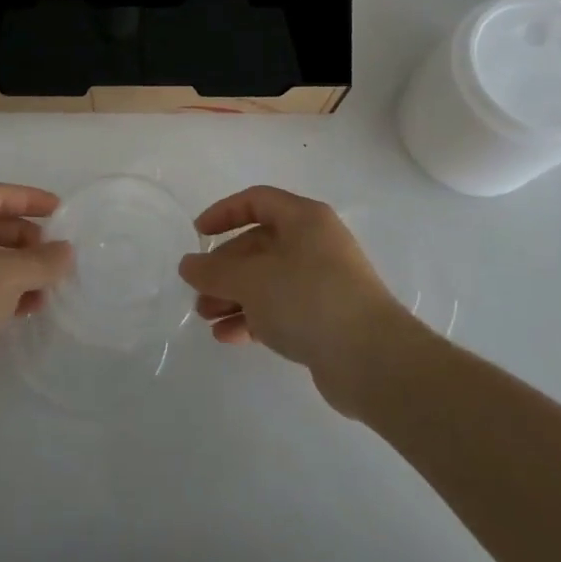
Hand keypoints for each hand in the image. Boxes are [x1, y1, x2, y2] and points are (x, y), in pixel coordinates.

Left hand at [0, 183, 73, 400]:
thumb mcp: (8, 274)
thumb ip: (43, 260)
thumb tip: (66, 252)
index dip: (31, 200)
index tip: (61, 211)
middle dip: (27, 242)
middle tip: (56, 258)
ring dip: (19, 270)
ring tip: (48, 288)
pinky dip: (2, 292)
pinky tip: (26, 308)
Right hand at [178, 186, 408, 413]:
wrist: (373, 360)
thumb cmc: (308, 298)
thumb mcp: (251, 280)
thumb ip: (214, 271)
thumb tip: (187, 265)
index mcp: (304, 219)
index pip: (257, 201)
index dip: (224, 213)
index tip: (198, 234)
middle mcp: (315, 244)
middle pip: (259, 245)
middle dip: (225, 268)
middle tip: (198, 291)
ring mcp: (323, 282)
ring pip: (268, 280)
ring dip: (235, 296)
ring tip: (206, 317)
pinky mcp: (326, 319)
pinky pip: (281, 309)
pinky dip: (254, 318)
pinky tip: (228, 336)